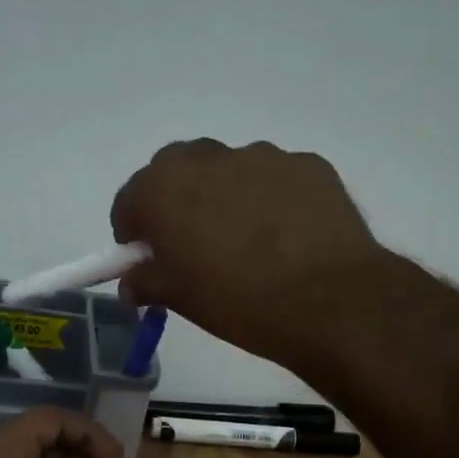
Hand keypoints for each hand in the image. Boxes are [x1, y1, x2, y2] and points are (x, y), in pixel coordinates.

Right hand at [111, 139, 385, 370]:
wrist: (330, 300)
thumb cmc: (238, 301)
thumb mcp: (180, 299)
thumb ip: (146, 281)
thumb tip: (133, 282)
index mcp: (164, 189)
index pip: (128, 201)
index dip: (132, 232)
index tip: (146, 258)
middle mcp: (207, 159)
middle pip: (173, 170)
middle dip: (173, 200)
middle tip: (190, 242)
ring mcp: (261, 156)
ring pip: (226, 169)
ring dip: (222, 195)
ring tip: (246, 240)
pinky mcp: (306, 164)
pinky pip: (272, 178)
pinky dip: (267, 198)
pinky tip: (286, 236)